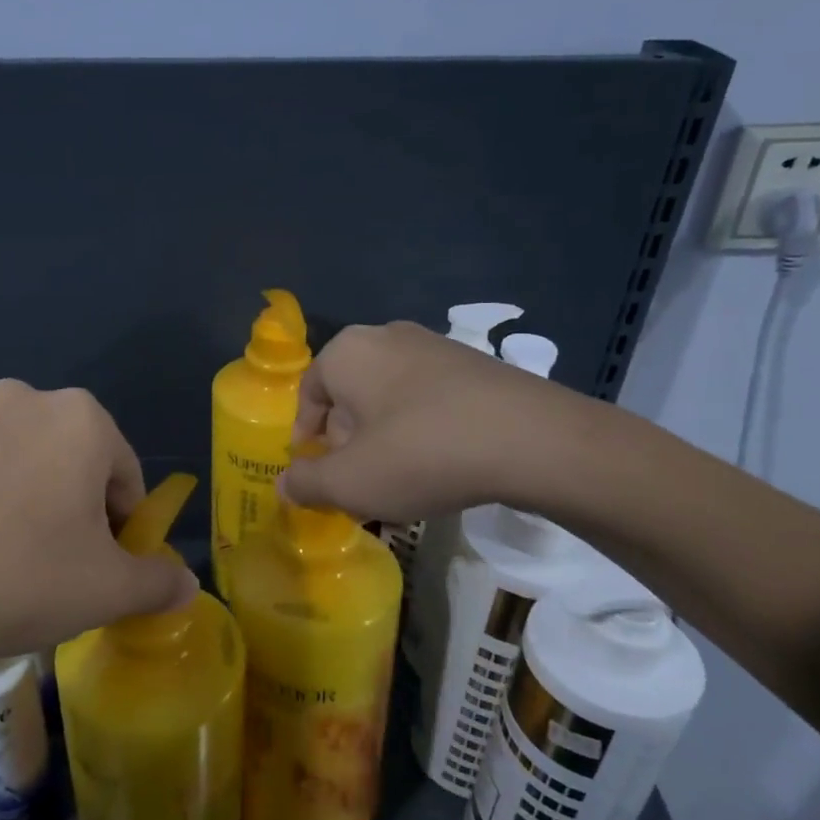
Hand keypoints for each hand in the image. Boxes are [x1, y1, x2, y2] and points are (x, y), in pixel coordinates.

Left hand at [0, 380, 197, 665]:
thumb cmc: (21, 576)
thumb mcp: (107, 590)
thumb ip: (158, 582)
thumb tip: (187, 587)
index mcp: (82, 418)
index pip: (126, 477)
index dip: (124, 529)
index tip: (103, 570)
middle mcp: (27, 398)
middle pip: (76, 464)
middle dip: (78, 513)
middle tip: (60, 570)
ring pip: (27, 465)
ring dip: (33, 504)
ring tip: (11, 563)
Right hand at [279, 322, 598, 522]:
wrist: (533, 440)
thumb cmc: (421, 454)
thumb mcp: (350, 482)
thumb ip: (306, 483)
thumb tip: (285, 484)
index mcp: (347, 352)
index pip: (308, 393)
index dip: (305, 437)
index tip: (316, 472)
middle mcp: (387, 336)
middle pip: (349, 394)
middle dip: (346, 439)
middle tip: (357, 480)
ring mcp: (436, 345)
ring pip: (389, 397)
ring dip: (384, 436)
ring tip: (398, 478)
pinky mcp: (476, 364)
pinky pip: (429, 398)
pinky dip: (422, 429)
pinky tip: (439, 463)